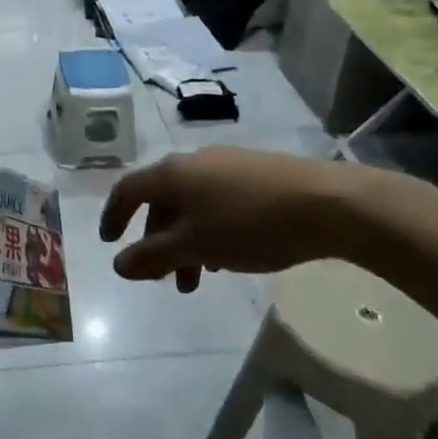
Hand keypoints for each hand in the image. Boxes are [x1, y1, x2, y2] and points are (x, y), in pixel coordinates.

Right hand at [99, 146, 370, 291]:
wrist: (327, 204)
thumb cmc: (250, 224)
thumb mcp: (196, 246)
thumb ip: (153, 256)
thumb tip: (118, 264)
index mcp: (172, 173)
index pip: (128, 189)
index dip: (113, 215)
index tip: (109, 242)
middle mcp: (194, 161)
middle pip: (162, 201)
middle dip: (158, 242)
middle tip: (166, 277)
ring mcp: (228, 164)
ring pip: (192, 204)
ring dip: (187, 241)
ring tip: (201, 277)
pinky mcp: (257, 173)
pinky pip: (218, 201)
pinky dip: (210, 229)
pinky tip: (230, 255)